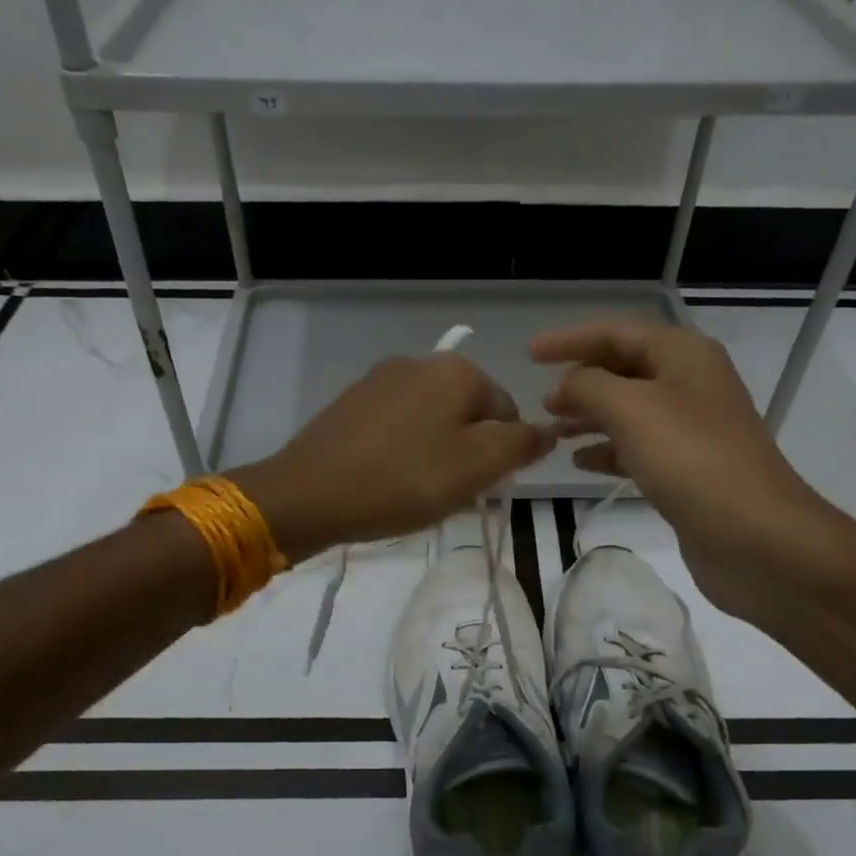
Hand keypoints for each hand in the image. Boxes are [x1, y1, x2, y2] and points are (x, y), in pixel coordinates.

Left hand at [233, 355, 555, 562]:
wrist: (308, 493)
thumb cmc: (403, 480)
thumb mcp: (478, 466)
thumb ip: (521, 444)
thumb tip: (546, 431)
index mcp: (457, 370)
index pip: (507, 412)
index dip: (501, 456)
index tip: (477, 488)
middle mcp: (420, 362)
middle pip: (468, 414)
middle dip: (467, 453)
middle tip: (446, 493)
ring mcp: (380, 379)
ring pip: (432, 421)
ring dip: (435, 454)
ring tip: (414, 490)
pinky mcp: (351, 402)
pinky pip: (396, 426)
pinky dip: (402, 451)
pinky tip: (386, 479)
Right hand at [530, 322, 841, 614]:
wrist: (755, 535)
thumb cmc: (690, 459)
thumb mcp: (630, 409)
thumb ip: (589, 386)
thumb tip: (567, 384)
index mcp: (683, 355)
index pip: (616, 332)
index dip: (570, 340)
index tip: (529, 354)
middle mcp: (690, 384)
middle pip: (624, 369)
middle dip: (580, 381)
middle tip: (541, 401)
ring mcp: (692, 428)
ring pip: (628, 411)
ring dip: (589, 417)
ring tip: (551, 432)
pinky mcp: (688, 469)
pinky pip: (638, 447)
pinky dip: (607, 450)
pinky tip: (580, 462)